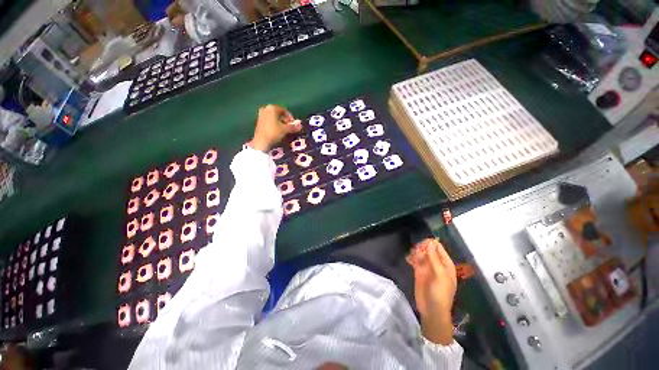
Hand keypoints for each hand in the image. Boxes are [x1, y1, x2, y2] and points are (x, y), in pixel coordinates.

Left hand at [250, 104, 300, 151]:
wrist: (261, 141)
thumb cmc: (273, 132)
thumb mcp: (285, 129)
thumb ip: (293, 126)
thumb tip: (300, 125)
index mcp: (272, 108)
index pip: (285, 111)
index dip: (291, 118)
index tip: (294, 125)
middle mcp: (266, 109)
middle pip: (279, 114)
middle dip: (285, 121)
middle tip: (290, 128)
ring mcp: (261, 115)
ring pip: (274, 118)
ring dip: (280, 123)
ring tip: (285, 131)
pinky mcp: (259, 122)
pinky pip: (270, 121)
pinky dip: (275, 125)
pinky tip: (278, 132)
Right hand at [407, 238, 456, 344]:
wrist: (432, 310)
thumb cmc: (440, 294)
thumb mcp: (440, 276)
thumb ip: (434, 259)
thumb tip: (430, 243)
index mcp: (445, 264)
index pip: (438, 248)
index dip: (430, 243)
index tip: (422, 243)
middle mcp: (436, 263)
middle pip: (428, 249)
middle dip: (421, 247)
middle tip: (416, 252)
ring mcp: (427, 267)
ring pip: (420, 253)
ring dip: (415, 252)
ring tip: (412, 257)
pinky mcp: (418, 271)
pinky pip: (415, 260)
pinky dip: (411, 258)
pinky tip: (409, 259)